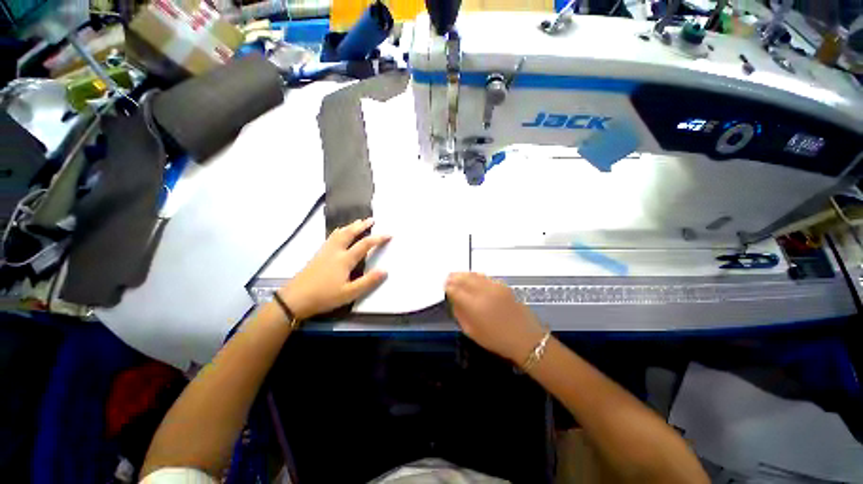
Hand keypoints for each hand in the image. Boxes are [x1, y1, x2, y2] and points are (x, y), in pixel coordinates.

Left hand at [279, 218, 389, 320]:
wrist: (294, 299)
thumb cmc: (324, 296)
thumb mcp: (349, 293)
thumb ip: (368, 281)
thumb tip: (385, 270)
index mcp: (344, 259)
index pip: (365, 244)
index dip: (378, 238)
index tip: (389, 234)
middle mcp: (335, 251)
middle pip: (350, 233)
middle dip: (362, 225)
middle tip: (371, 219)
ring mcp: (325, 252)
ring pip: (339, 233)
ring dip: (350, 226)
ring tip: (358, 221)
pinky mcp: (317, 255)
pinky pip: (331, 237)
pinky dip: (339, 231)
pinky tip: (338, 233)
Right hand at [445, 272, 546, 363]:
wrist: (525, 338)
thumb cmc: (496, 339)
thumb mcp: (472, 332)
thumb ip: (460, 313)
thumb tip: (454, 300)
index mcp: (473, 305)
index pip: (454, 290)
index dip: (447, 288)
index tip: (444, 288)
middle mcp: (483, 291)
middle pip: (463, 278)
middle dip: (454, 278)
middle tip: (448, 279)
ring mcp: (494, 286)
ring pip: (473, 274)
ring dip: (463, 275)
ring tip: (458, 277)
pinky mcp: (502, 285)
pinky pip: (484, 276)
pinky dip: (475, 276)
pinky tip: (473, 279)